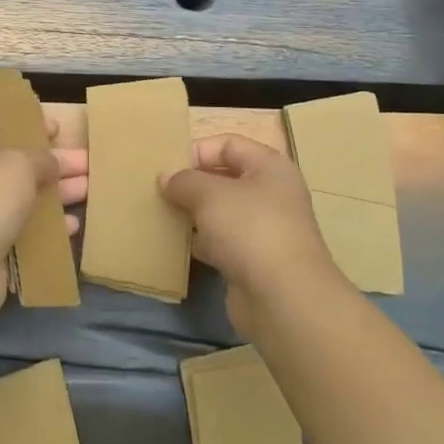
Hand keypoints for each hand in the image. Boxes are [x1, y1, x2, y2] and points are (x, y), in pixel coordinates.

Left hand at [0, 121, 86, 318]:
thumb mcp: (19, 163)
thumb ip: (42, 158)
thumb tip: (52, 163)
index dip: (28, 126)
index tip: (58, 129)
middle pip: (18, 165)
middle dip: (54, 164)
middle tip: (88, 162)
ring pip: (24, 199)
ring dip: (57, 195)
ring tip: (91, 190)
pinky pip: (25, 231)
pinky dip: (48, 228)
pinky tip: (73, 226)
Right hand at [161, 134, 339, 337]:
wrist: (284, 299)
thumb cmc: (250, 229)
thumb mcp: (210, 194)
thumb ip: (185, 180)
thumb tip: (167, 176)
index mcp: (270, 168)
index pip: (229, 144)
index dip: (198, 150)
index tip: (168, 166)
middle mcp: (272, 194)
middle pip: (226, 178)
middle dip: (193, 184)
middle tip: (160, 191)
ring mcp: (265, 231)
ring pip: (222, 213)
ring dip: (194, 214)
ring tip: (163, 215)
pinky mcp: (255, 262)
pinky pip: (222, 243)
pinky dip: (202, 243)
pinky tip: (178, 246)